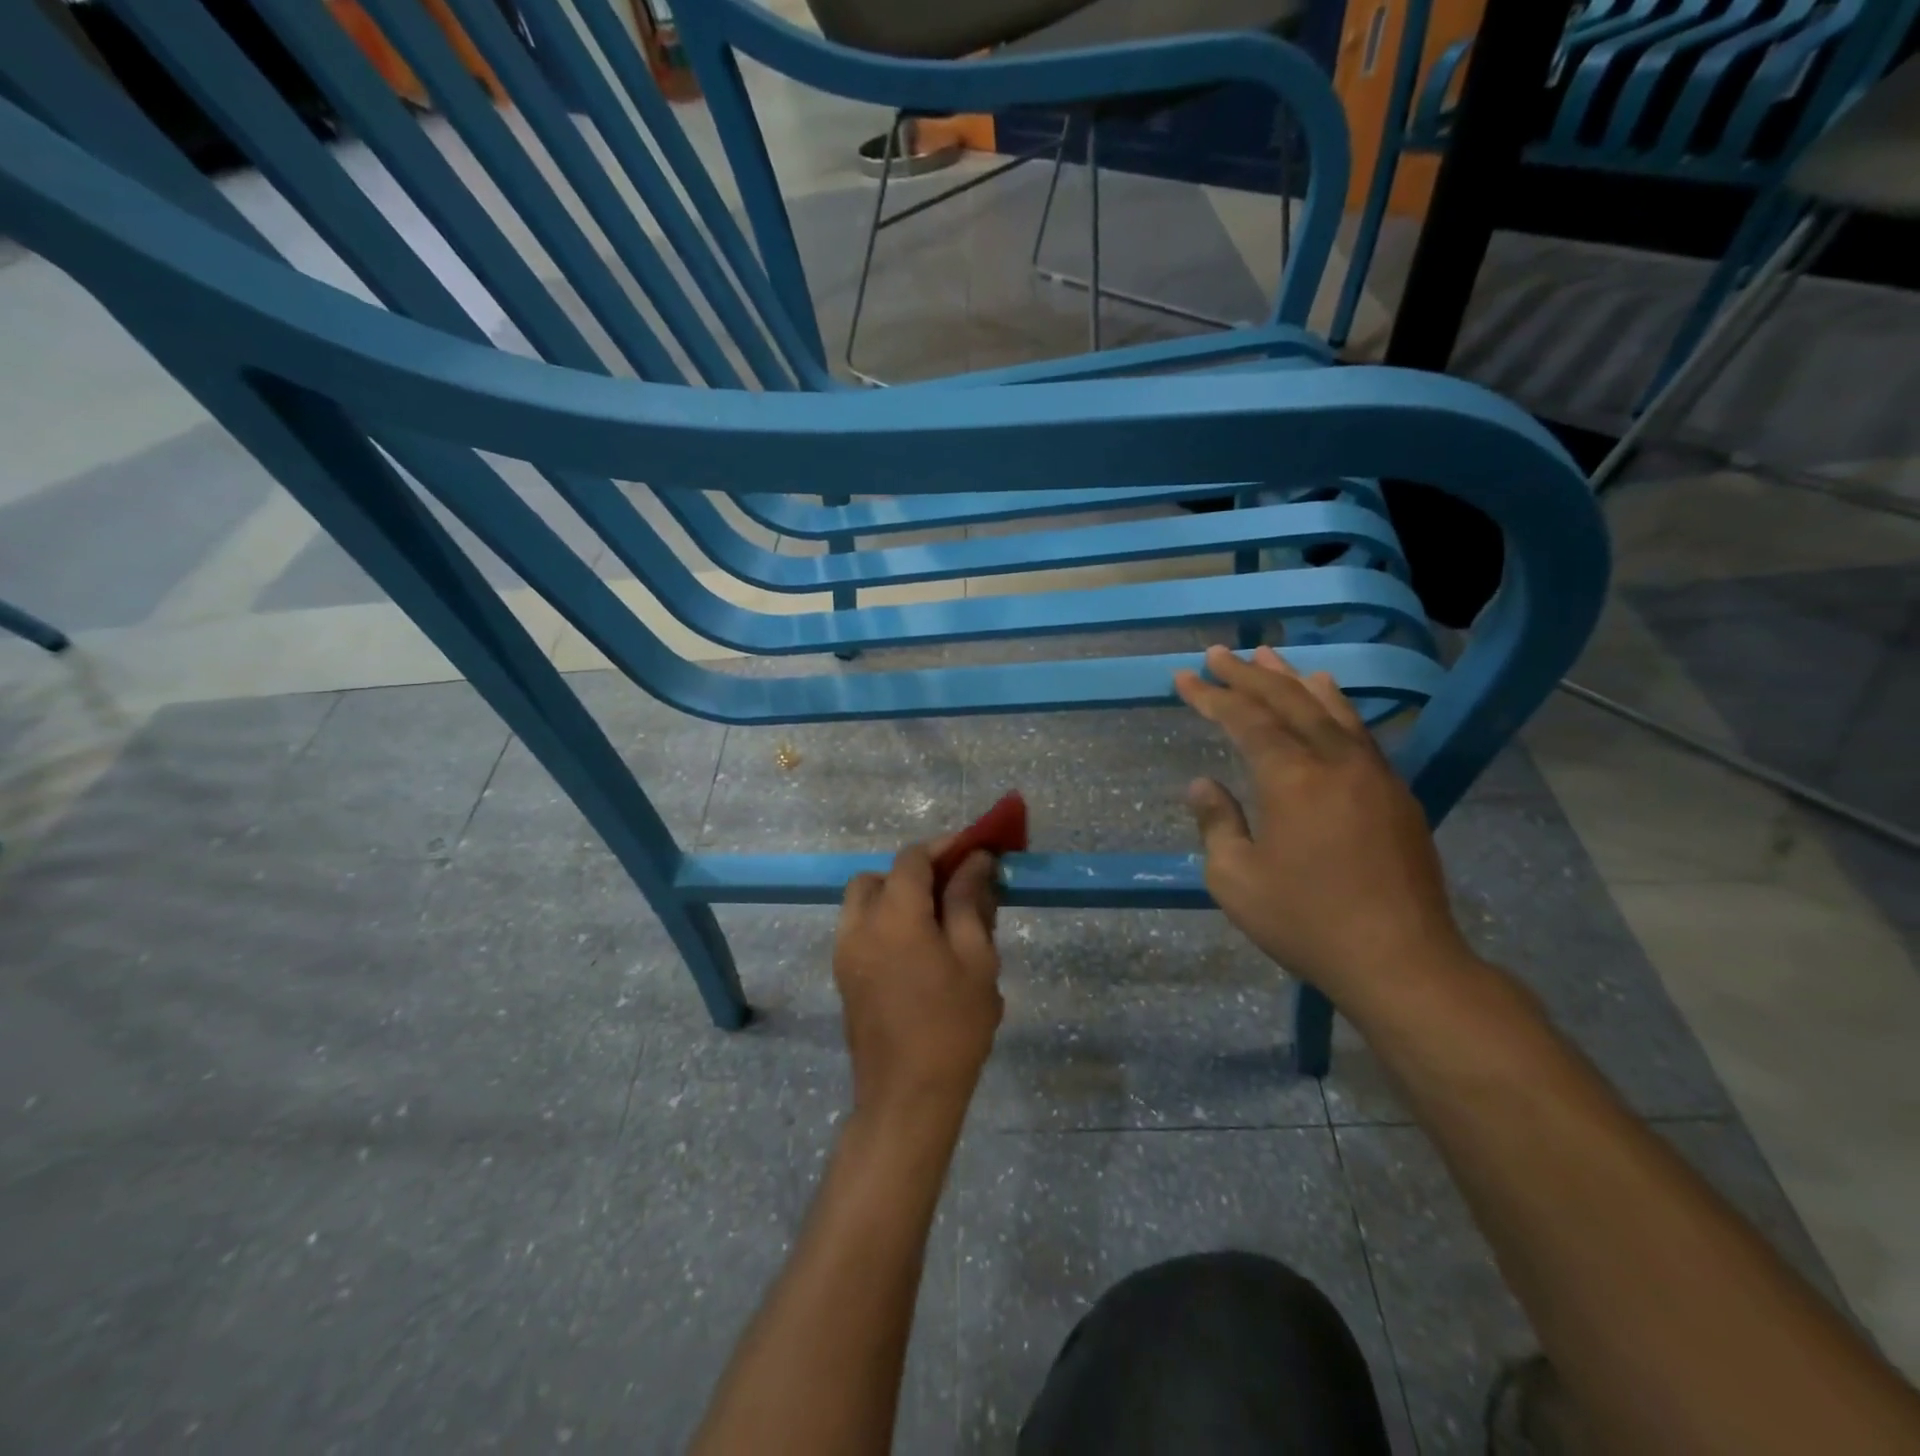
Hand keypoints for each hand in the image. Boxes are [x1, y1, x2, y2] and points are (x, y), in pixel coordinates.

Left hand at [834, 842, 1003, 1122]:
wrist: (907, 1096)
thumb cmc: (952, 1026)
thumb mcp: (975, 958)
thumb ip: (969, 901)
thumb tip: (975, 861)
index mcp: (894, 914)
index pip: (913, 858)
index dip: (945, 847)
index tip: (976, 852)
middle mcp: (859, 924)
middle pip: (882, 876)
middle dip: (917, 872)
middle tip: (955, 889)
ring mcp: (845, 951)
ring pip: (865, 901)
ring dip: (898, 896)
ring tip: (938, 920)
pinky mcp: (844, 975)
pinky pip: (861, 928)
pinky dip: (886, 921)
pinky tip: (919, 948)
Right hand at [1174, 644, 1473, 1007]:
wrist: (1401, 961)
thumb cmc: (1306, 922)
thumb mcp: (1236, 880)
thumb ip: (1217, 823)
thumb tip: (1203, 784)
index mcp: (1291, 779)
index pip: (1244, 720)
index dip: (1211, 696)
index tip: (1185, 676)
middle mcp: (1334, 761)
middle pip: (1287, 701)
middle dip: (1248, 675)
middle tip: (1219, 652)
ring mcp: (1372, 774)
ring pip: (1329, 708)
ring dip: (1293, 680)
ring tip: (1269, 657)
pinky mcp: (1396, 793)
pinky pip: (1359, 731)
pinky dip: (1335, 705)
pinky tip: (1328, 695)